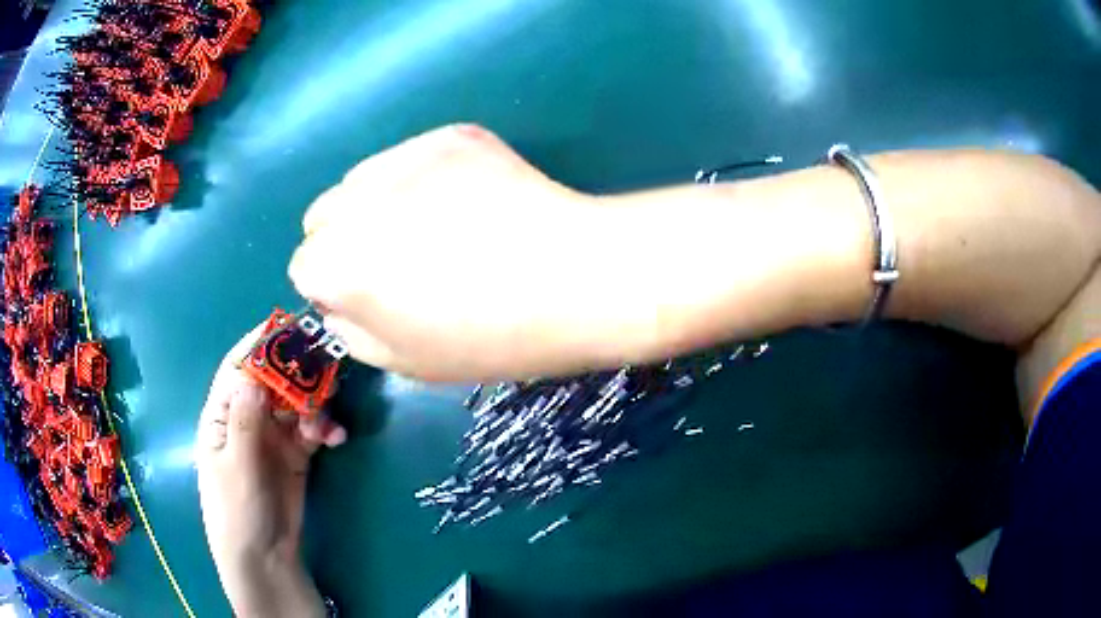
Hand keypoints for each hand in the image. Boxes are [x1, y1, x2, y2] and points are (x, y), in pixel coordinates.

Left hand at [196, 326, 345, 617]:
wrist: (264, 556)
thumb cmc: (237, 510)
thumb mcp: (236, 465)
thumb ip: (245, 420)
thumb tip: (253, 372)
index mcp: (222, 415)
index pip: (239, 368)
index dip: (260, 345)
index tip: (289, 327)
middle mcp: (247, 418)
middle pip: (273, 382)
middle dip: (297, 374)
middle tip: (326, 369)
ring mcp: (272, 437)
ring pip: (296, 404)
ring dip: (314, 406)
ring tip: (327, 422)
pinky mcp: (295, 455)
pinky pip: (311, 431)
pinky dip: (324, 429)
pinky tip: (335, 438)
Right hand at [288, 124, 647, 381]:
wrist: (574, 276)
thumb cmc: (488, 337)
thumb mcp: (404, 362)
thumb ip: (350, 329)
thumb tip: (337, 299)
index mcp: (335, 263)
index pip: (304, 267)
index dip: (335, 287)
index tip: (372, 298)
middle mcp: (354, 200)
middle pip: (323, 216)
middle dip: (345, 241)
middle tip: (399, 263)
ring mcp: (405, 155)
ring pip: (362, 180)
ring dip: (377, 204)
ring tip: (434, 228)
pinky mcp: (449, 134)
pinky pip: (412, 157)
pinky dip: (423, 179)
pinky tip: (467, 202)